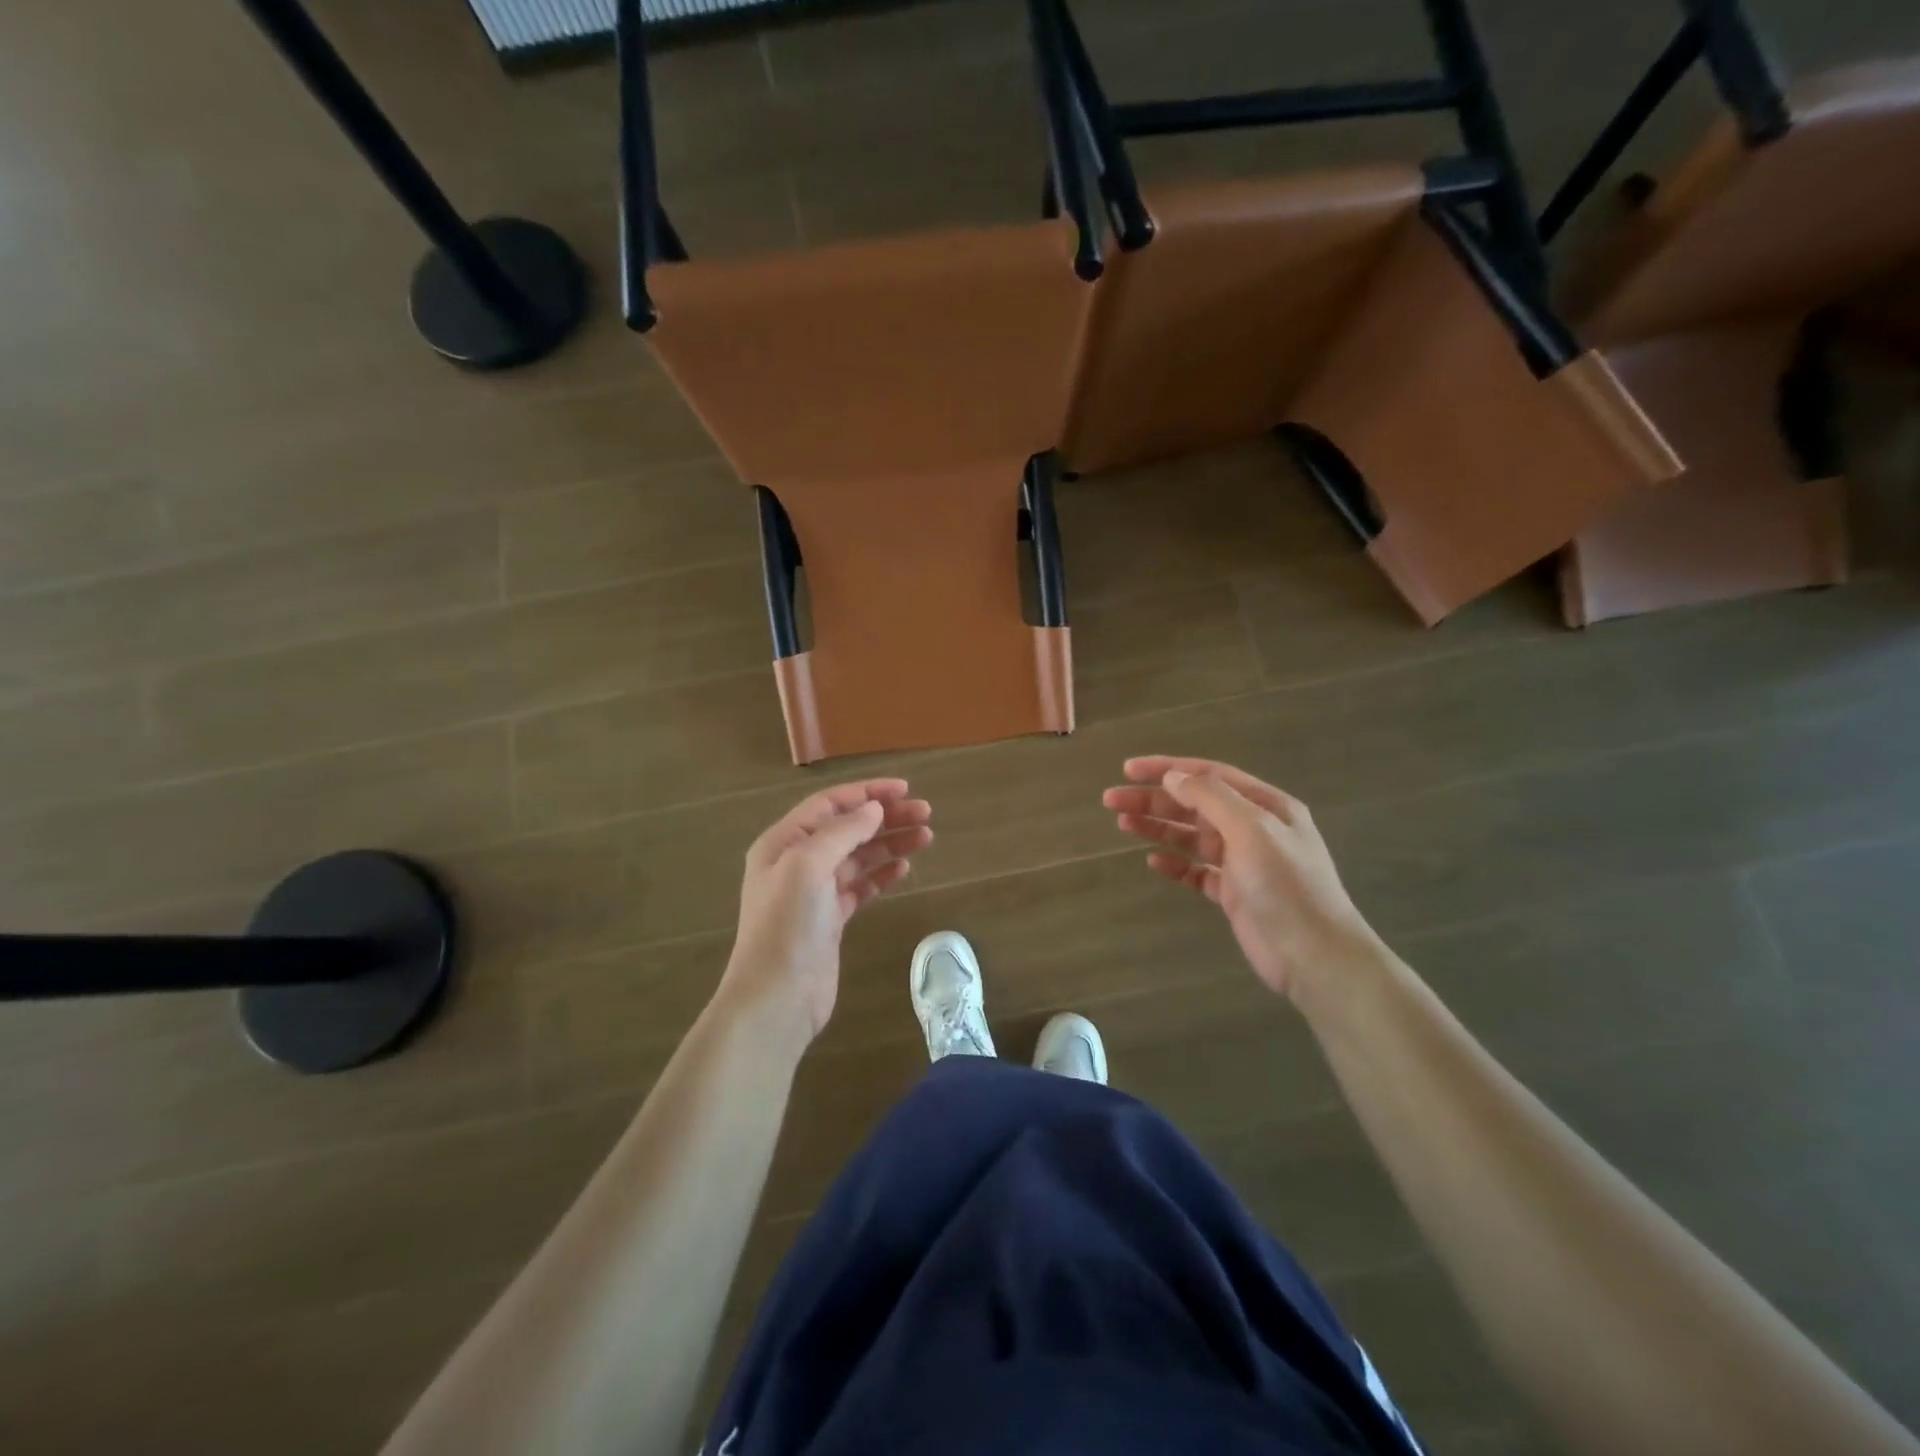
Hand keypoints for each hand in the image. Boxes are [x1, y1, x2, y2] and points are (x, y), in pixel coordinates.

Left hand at [718, 779, 932, 1042]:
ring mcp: (814, 892)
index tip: (905, 789)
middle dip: (886, 817)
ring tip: (926, 836)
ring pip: (858, 857)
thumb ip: (842, 832)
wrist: (776, 998)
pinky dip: (882, 874)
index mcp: (784, 841)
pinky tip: (904, 867)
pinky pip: (860, 886)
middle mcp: (797, 862)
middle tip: (925, 813)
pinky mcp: (830, 920)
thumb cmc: (788, 925)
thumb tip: (873, 808)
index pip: (830, 804)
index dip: (867, 792)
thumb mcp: (809, 866)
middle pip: (848, 828)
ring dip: (890, 843)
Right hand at [1103, 756, 1381, 1002]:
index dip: (1167, 769)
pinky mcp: (1233, 893)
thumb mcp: (1252, 831)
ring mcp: (1243, 862)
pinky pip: (1196, 871)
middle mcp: (1253, 828)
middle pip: (1195, 805)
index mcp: (1265, 806)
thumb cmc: (1286, 887)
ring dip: (1158, 827)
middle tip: (1112, 800)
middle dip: (1153, 799)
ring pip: (1191, 836)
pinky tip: (1152, 862)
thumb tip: (1173, 776)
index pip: (1209, 776)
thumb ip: (1212, 799)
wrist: (1316, 957)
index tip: (1128, 770)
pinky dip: (1174, 864)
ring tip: (1122, 823)